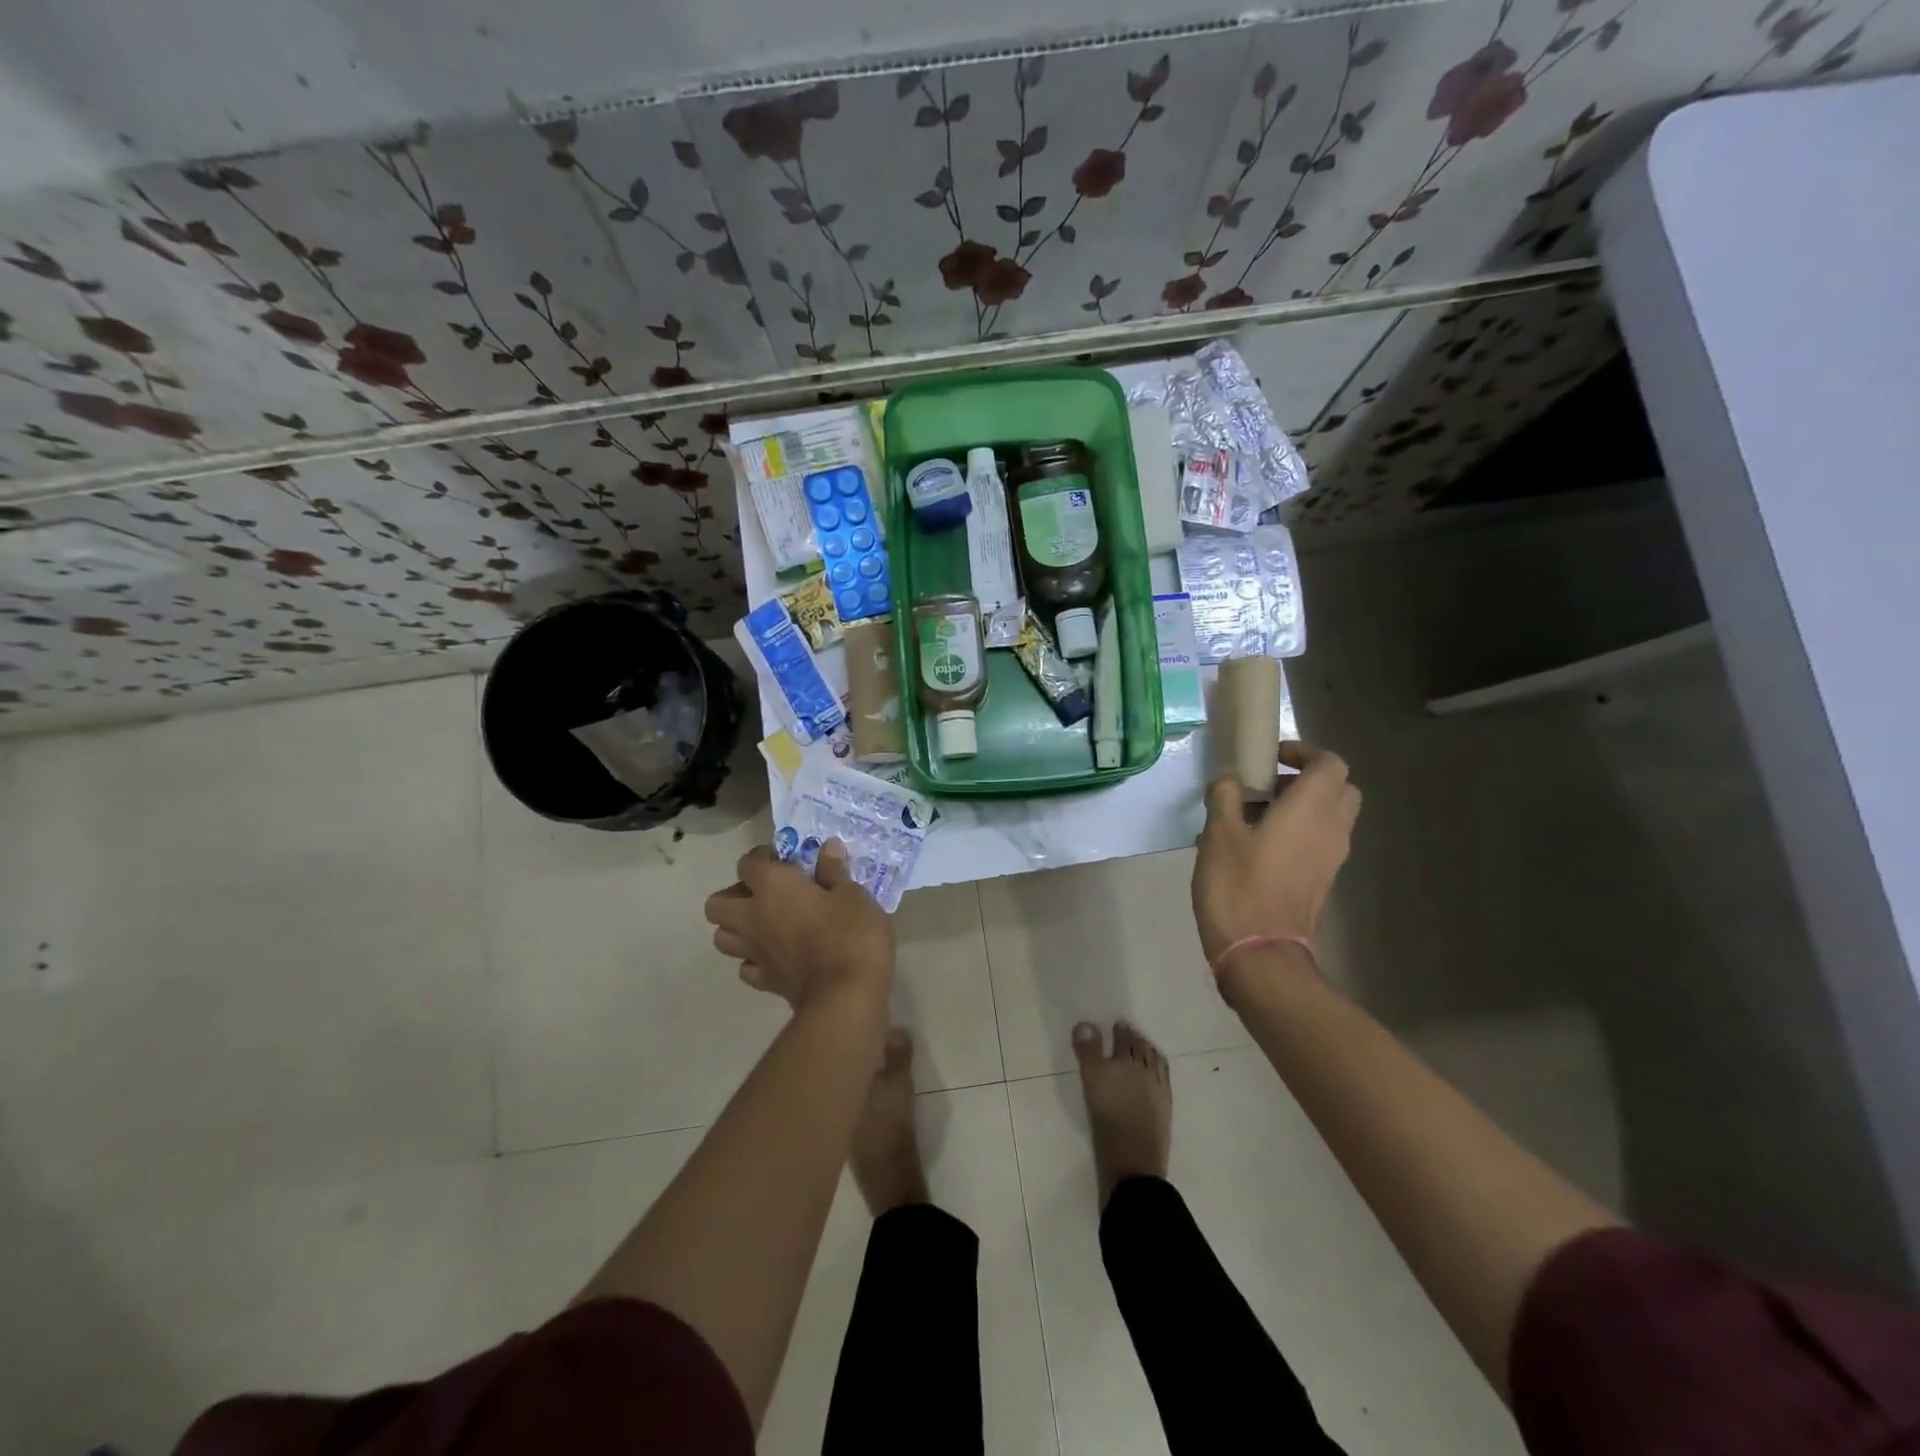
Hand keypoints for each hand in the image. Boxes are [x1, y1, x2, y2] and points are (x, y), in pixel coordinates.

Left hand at [704, 841, 895, 1015]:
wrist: (845, 998)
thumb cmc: (851, 936)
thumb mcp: (854, 896)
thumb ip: (835, 872)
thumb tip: (828, 849)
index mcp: (773, 887)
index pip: (748, 863)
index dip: (764, 857)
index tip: (787, 860)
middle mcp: (753, 917)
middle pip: (717, 903)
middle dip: (735, 895)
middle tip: (768, 894)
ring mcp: (755, 953)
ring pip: (723, 937)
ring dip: (738, 928)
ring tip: (768, 924)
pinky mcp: (765, 982)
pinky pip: (746, 966)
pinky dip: (755, 959)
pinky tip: (777, 955)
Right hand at [1192, 741, 1361, 968]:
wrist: (1261, 954)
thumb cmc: (1238, 887)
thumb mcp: (1218, 835)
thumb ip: (1225, 797)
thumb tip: (1229, 779)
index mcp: (1310, 809)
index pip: (1330, 763)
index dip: (1304, 752)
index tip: (1271, 758)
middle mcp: (1331, 829)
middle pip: (1340, 788)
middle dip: (1308, 779)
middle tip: (1268, 785)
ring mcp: (1330, 858)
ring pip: (1331, 817)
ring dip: (1302, 807)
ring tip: (1254, 816)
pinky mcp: (1322, 881)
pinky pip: (1320, 842)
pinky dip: (1299, 833)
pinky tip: (1257, 847)